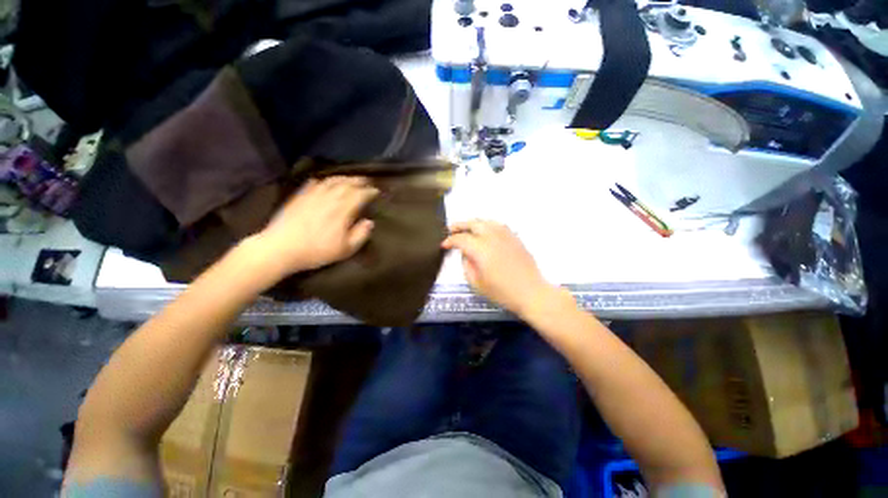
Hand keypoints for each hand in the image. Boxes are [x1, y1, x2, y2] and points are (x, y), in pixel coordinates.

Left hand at [247, 177, 377, 278]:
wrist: (281, 248)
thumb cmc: (317, 251)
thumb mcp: (345, 249)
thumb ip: (361, 234)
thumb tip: (370, 222)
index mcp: (343, 210)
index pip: (360, 195)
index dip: (369, 191)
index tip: (376, 191)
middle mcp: (330, 198)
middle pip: (347, 184)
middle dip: (358, 181)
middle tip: (366, 180)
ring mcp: (313, 195)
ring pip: (331, 181)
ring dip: (343, 177)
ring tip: (350, 178)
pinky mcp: (299, 196)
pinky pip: (314, 183)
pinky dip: (322, 180)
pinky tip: (324, 181)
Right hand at [442, 220, 563, 316]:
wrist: (531, 292)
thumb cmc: (502, 292)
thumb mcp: (476, 283)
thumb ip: (467, 265)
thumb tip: (465, 254)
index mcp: (481, 249)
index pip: (461, 239)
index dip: (450, 241)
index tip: (444, 245)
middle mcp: (492, 237)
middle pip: (473, 224)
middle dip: (460, 225)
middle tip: (451, 229)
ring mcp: (505, 235)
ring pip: (486, 221)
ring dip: (473, 223)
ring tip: (467, 228)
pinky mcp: (514, 237)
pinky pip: (498, 225)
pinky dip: (487, 225)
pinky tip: (485, 231)